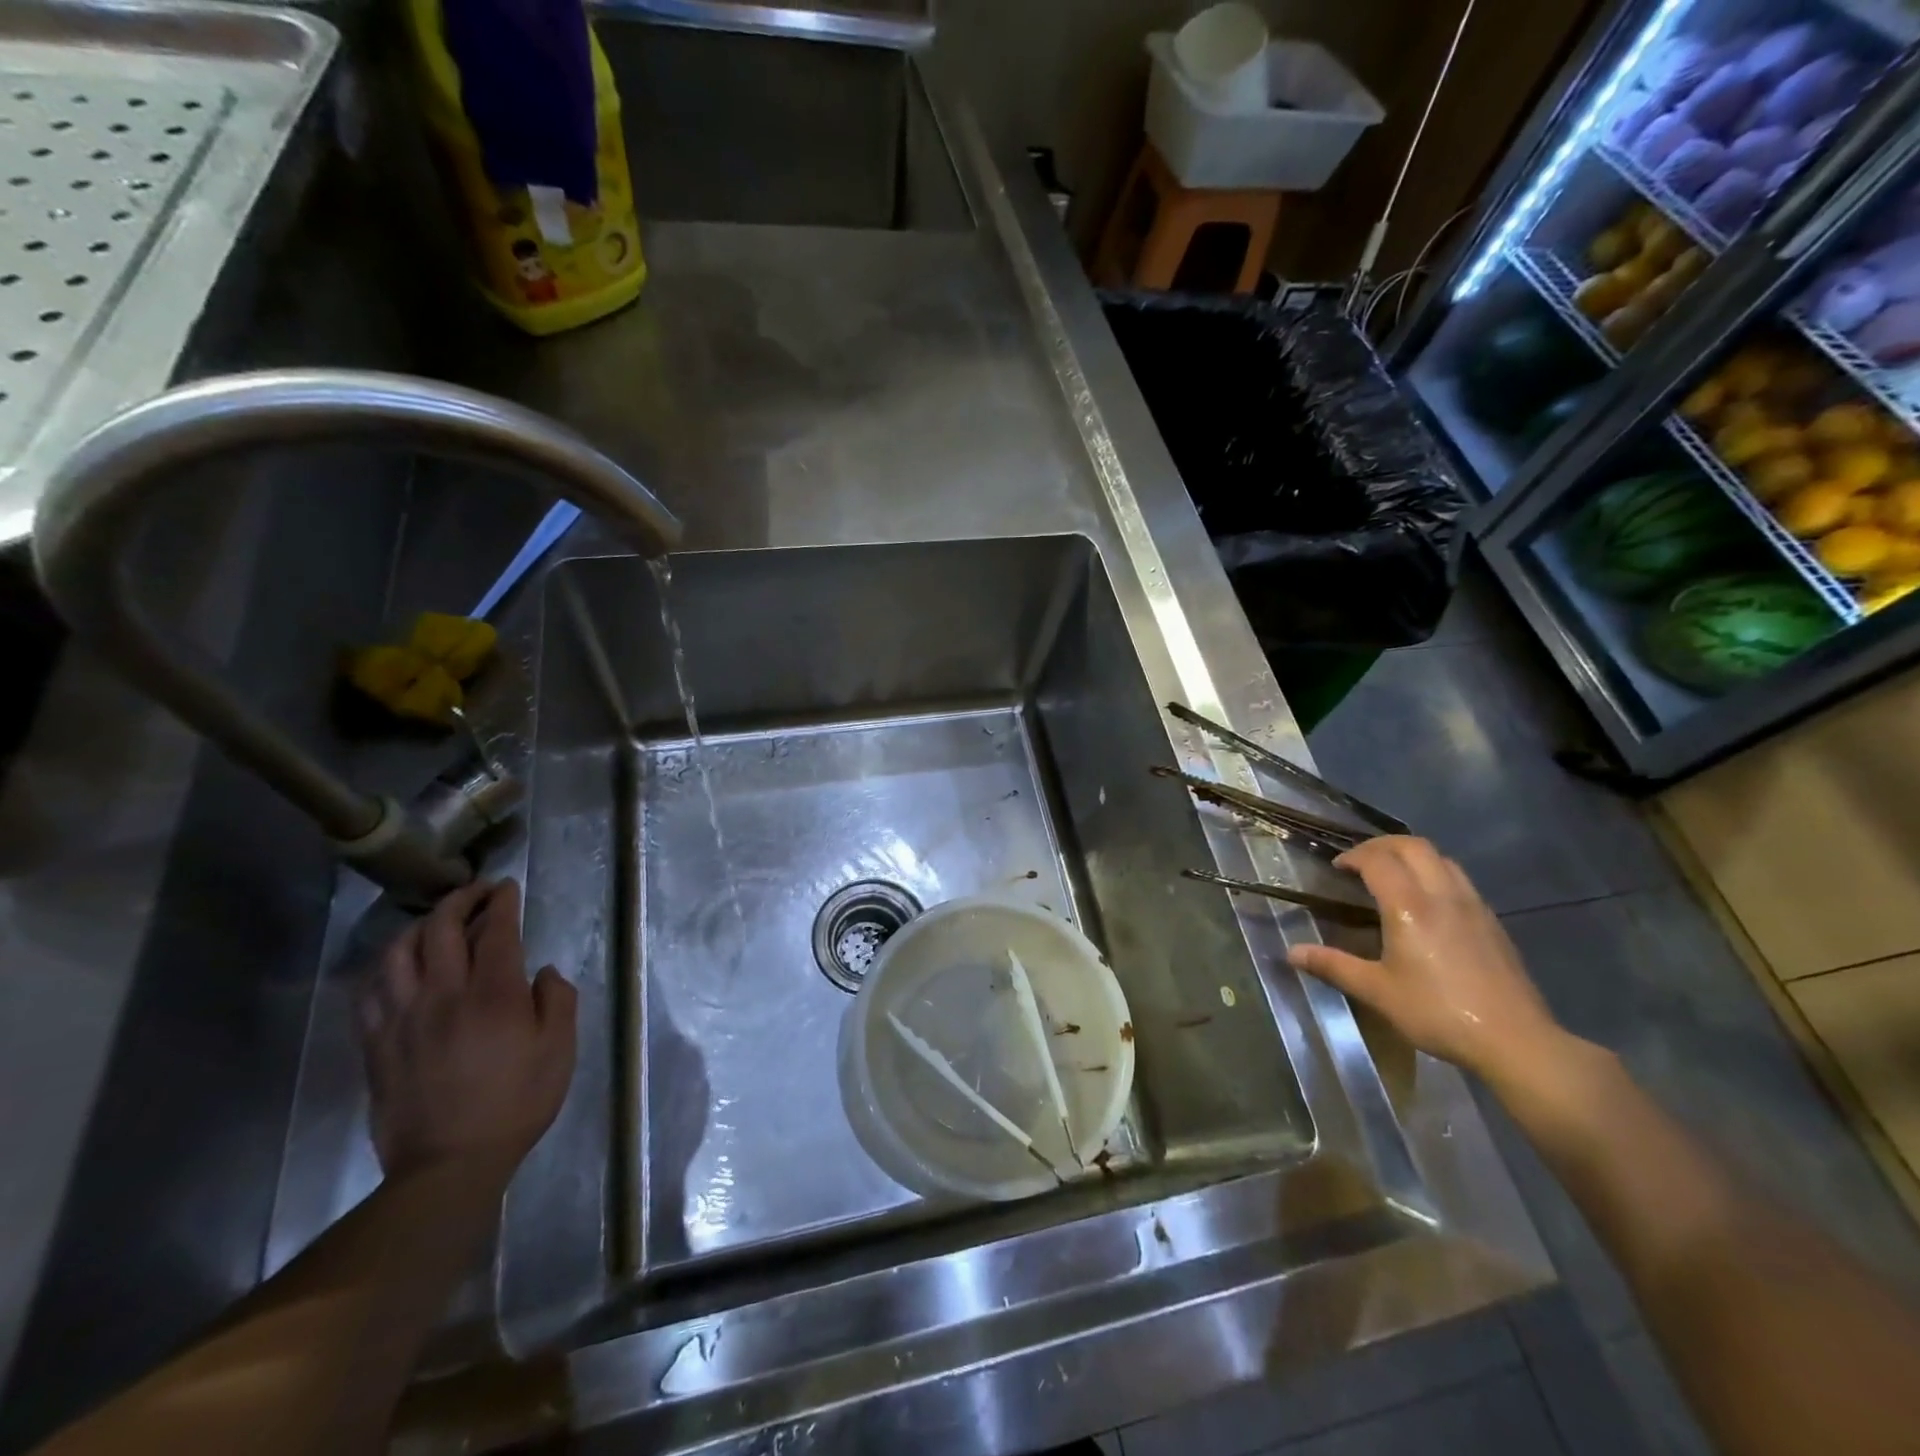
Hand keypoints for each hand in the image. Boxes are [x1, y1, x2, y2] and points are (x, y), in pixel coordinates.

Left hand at [357, 879, 576, 1181]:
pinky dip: (384, 966)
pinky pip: (369, 990)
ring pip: (397, 952)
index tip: (508, 887)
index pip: (496, 931)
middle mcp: (444, 994)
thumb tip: (543, 973)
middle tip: (477, 892)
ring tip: (436, 922)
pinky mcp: (376, 1043)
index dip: (502, 902)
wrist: (448, 1165)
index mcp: (494, 994)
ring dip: (418, 926)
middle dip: (460, 900)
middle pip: (441, 929)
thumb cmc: (516, 1103)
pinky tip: (397, 965)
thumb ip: (558, 1001)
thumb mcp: (559, 1050)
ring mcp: (403, 1018)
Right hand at [1287, 837, 1567, 1085]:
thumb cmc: (1437, 1012)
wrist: (1515, 1040)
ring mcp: (1473, 905)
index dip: (1353, 856)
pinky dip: (1435, 873)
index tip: (1337, 868)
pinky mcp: (1492, 921)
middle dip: (1381, 846)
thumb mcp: (1377, 991)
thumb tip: (1291, 953)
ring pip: (1441, 858)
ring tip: (1393, 875)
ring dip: (1412, 856)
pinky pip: (1459, 879)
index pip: (1378, 860)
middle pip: (1412, 846)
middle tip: (1360, 862)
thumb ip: (1333, 966)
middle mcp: (1442, 894)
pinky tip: (1428, 903)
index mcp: (1409, 906)